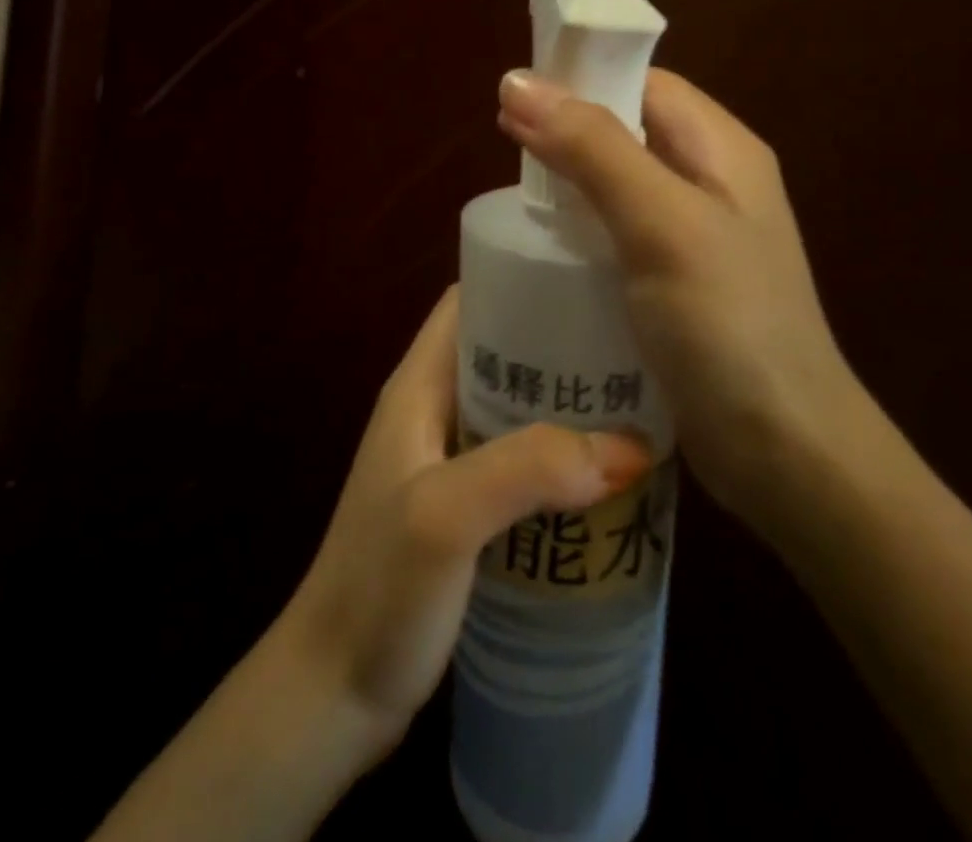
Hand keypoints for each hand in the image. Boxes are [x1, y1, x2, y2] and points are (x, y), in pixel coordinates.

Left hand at [277, 288, 649, 743]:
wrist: (333, 695)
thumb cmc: (377, 591)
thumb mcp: (446, 517)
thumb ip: (528, 469)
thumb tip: (631, 446)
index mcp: (419, 384)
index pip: (470, 300)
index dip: (523, 277)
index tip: (590, 276)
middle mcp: (435, 408)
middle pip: (505, 347)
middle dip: (563, 339)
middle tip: (634, 341)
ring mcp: (451, 459)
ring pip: (519, 403)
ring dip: (570, 399)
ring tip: (638, 396)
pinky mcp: (469, 506)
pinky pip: (526, 456)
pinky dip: (565, 451)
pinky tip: (611, 468)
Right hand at [497, 68, 861, 534]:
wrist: (783, 450)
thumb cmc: (727, 323)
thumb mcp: (660, 222)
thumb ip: (593, 147)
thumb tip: (517, 81)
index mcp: (722, 150)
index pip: (646, 85)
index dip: (584, 79)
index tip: (517, 95)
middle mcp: (712, 183)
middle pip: (630, 132)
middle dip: (569, 131)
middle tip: (505, 147)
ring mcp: (696, 238)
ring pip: (620, 185)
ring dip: (571, 182)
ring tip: (515, 195)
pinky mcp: (677, 284)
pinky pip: (619, 235)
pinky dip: (581, 229)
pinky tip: (545, 248)